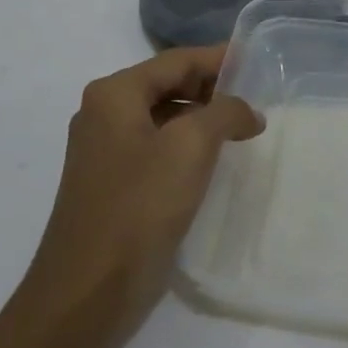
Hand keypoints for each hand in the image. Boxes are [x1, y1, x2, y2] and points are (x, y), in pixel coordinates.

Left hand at [31, 45, 262, 345]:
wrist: (88, 289)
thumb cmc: (139, 206)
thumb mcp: (191, 147)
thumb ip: (225, 113)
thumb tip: (247, 112)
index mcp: (114, 94)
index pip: (176, 60)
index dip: (219, 58)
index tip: (258, 60)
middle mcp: (104, 114)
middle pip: (168, 85)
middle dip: (213, 89)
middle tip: (257, 98)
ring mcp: (106, 151)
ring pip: (164, 118)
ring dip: (203, 119)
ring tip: (244, 129)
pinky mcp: (114, 183)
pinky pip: (157, 148)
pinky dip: (188, 145)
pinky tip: (215, 161)